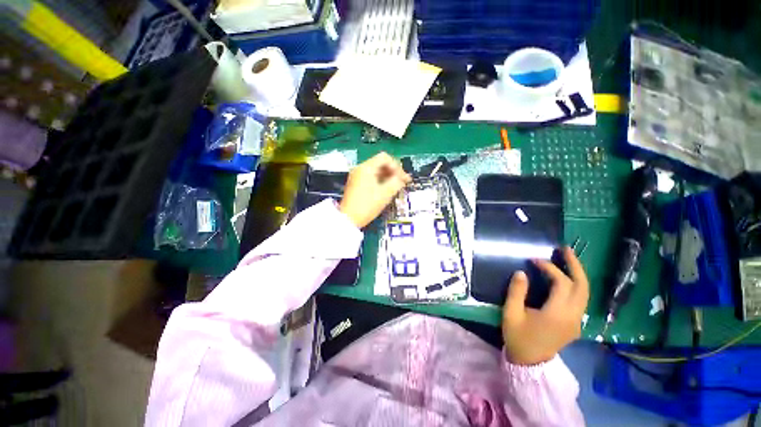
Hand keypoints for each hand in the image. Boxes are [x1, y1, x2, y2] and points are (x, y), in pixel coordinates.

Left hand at [340, 152, 411, 227]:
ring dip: (388, 177)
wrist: (348, 219)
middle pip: (380, 163)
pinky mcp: (356, 184)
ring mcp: (356, 176)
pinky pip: (371, 177)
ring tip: (396, 187)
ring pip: (376, 171)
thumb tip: (401, 179)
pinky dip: (380, 181)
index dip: (397, 166)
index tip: (403, 178)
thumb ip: (396, 182)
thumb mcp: (385, 194)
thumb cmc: (367, 205)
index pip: (385, 158)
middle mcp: (360, 168)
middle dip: (393, 171)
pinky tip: (386, 190)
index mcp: (366, 167)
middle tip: (402, 182)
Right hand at [502, 247, 589, 364]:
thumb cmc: (518, 337)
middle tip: (564, 249)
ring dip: (578, 274)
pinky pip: (580, 299)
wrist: (530, 363)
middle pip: (582, 286)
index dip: (549, 268)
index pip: (561, 284)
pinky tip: (565, 278)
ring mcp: (577, 321)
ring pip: (585, 293)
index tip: (534, 260)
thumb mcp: (511, 313)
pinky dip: (575, 284)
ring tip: (567, 259)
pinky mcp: (575, 323)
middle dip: (575, 265)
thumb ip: (516, 292)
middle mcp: (573, 316)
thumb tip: (521, 272)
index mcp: (557, 314)